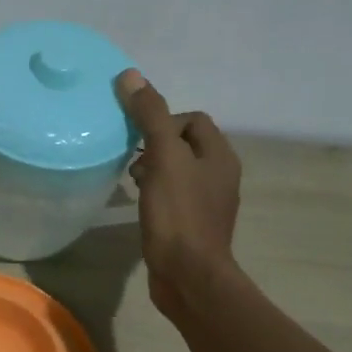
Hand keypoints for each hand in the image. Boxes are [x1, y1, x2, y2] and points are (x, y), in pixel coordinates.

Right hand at [116, 68, 243, 321]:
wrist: (188, 275)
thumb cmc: (178, 214)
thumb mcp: (162, 157)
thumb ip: (150, 116)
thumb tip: (131, 75)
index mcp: (220, 155)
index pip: (192, 119)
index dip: (163, 120)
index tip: (139, 139)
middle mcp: (220, 175)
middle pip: (184, 143)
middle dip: (155, 145)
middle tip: (131, 159)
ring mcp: (208, 203)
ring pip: (177, 171)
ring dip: (153, 169)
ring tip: (132, 181)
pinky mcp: (193, 226)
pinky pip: (173, 196)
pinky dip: (155, 193)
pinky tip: (140, 204)